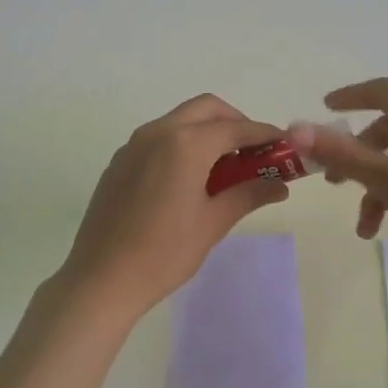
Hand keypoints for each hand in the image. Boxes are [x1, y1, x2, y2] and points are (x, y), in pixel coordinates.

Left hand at [55, 95, 288, 321]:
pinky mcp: (120, 161)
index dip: (265, 135)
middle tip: (254, 153)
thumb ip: (248, 194)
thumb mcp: (213, 223)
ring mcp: (134, 144)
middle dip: (236, 123)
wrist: (101, 278)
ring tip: (226, 167)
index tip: (286, 146)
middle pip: (207, 109)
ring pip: (180, 120)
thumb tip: (280, 185)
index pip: (236, 128)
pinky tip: (190, 178)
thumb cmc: (164, 252)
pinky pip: (159, 138)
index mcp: (185, 143)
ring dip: (208, 131)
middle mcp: (158, 132)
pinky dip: (183, 143)